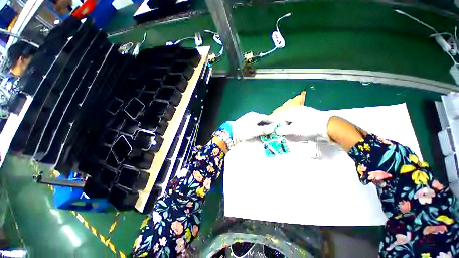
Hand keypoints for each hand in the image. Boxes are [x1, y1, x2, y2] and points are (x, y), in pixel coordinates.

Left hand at [220, 112, 275, 147]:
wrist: (230, 132)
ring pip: (258, 122)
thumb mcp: (255, 131)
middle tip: (273, 131)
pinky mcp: (245, 122)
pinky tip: (258, 132)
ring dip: (262, 127)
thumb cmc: (244, 131)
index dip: (272, 122)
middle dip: (268, 125)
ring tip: (267, 133)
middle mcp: (252, 115)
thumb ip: (264, 130)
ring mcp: (248, 118)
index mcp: (256, 115)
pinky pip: (254, 124)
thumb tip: (273, 129)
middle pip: (263, 120)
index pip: (267, 118)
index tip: (277, 127)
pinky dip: (257, 127)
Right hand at [269, 106, 332, 140]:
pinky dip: (289, 117)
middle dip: (276, 118)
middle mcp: (293, 108)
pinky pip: (292, 113)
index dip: (272, 120)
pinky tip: (290, 121)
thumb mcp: (295, 130)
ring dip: (283, 118)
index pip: (277, 115)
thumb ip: (283, 130)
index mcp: (289, 112)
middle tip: (274, 124)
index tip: (268, 123)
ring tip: (281, 123)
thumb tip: (275, 130)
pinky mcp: (304, 111)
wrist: (327, 124)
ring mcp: (299, 109)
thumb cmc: (309, 127)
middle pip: (281, 113)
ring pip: (287, 112)